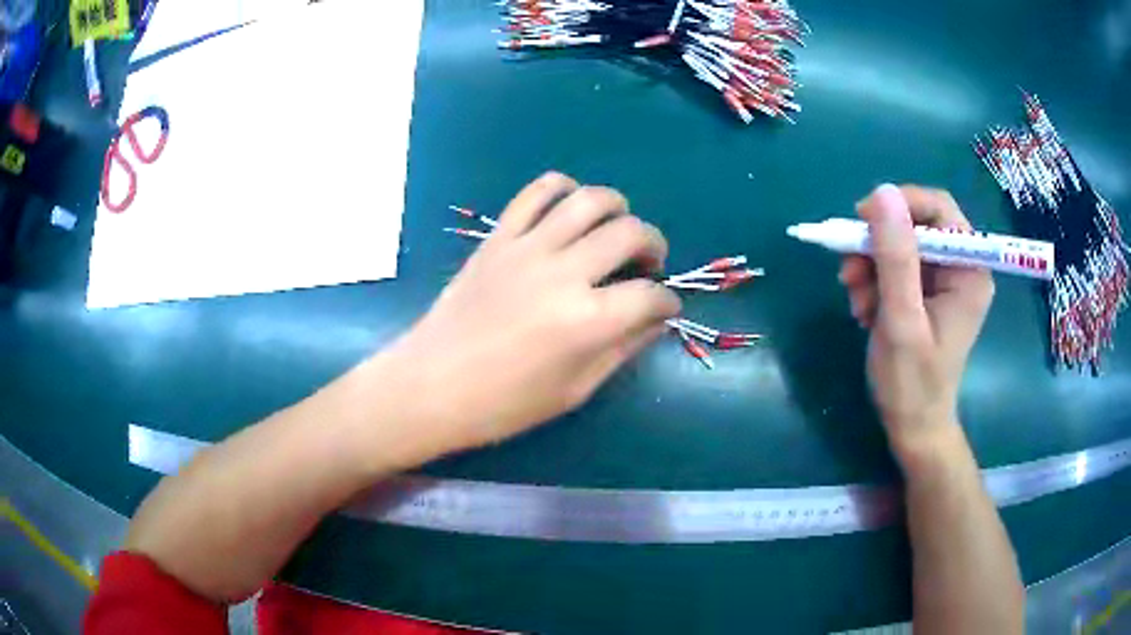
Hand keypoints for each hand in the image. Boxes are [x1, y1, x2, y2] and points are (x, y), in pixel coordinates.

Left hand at [387, 172, 680, 453]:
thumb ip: (622, 350)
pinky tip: (569, 209)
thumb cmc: (504, 404)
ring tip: (615, 229)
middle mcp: (564, 272)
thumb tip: (656, 321)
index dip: (668, 302)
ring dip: (617, 209)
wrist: (431, 385)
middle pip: (630, 233)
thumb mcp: (574, 390)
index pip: (651, 295)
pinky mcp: (499, 237)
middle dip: (654, 246)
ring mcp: (527, 247)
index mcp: (587, 321)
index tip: (665, 307)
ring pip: (589, 200)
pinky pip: (536, 193)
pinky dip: (562, 189)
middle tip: (647, 266)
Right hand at [838, 185, 993, 459]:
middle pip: (915, 226)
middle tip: (849, 271)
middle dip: (879, 245)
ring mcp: (943, 281)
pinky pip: (896, 269)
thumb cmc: (912, 383)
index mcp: (969, 270)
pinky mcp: (927, 294)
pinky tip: (864, 310)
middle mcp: (960, 268)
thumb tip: (882, 192)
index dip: (900, 206)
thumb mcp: (901, 319)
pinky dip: (874, 283)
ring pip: (900, 247)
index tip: (862, 221)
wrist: (912, 428)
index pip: (939, 209)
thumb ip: (895, 257)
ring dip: (871, 267)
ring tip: (855, 301)